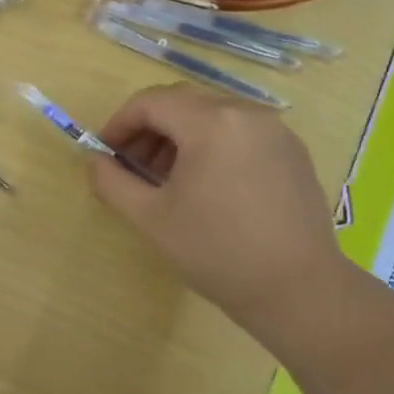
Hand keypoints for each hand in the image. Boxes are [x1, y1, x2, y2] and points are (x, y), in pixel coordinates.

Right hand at [88, 85, 351, 355]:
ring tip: (166, 179)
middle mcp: (246, 113)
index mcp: (210, 122)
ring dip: (179, 136)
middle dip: (148, 129)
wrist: (299, 290)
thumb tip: (95, 161)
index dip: (119, 123)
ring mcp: (275, 131)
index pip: (150, 102)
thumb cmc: (216, 251)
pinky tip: (206, 185)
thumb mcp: (150, 218)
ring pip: (211, 115)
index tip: (105, 153)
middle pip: (182, 103)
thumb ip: (112, 181)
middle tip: (131, 166)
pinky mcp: (292, 152)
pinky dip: (211, 145)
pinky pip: (239, 132)